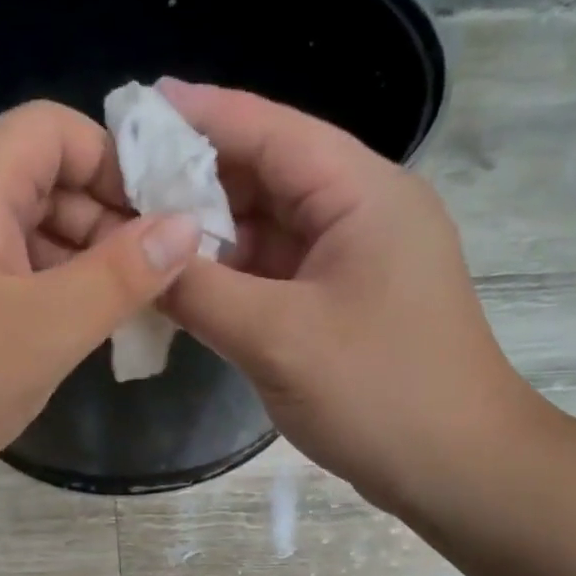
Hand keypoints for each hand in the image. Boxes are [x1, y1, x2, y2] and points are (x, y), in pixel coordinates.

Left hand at [0, 101, 199, 497]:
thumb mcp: (47, 330)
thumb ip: (121, 275)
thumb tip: (184, 226)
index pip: (53, 129)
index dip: (114, 163)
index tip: (160, 220)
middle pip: (37, 180)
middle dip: (101, 222)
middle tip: (149, 281)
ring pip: (16, 233)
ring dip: (72, 264)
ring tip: (116, 315)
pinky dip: (36, 292)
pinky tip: (62, 335)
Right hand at [157, 79, 537, 512]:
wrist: (457, 469)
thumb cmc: (379, 393)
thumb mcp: (277, 338)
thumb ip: (199, 291)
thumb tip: (136, 258)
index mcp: (362, 195)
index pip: (273, 130)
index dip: (202, 115)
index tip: (136, 106)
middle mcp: (360, 214)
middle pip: (267, 176)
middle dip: (194, 180)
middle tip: (119, 182)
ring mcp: (352, 263)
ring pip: (267, 230)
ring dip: (208, 234)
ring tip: (135, 232)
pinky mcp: (341, 305)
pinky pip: (274, 275)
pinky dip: (229, 277)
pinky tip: (180, 283)